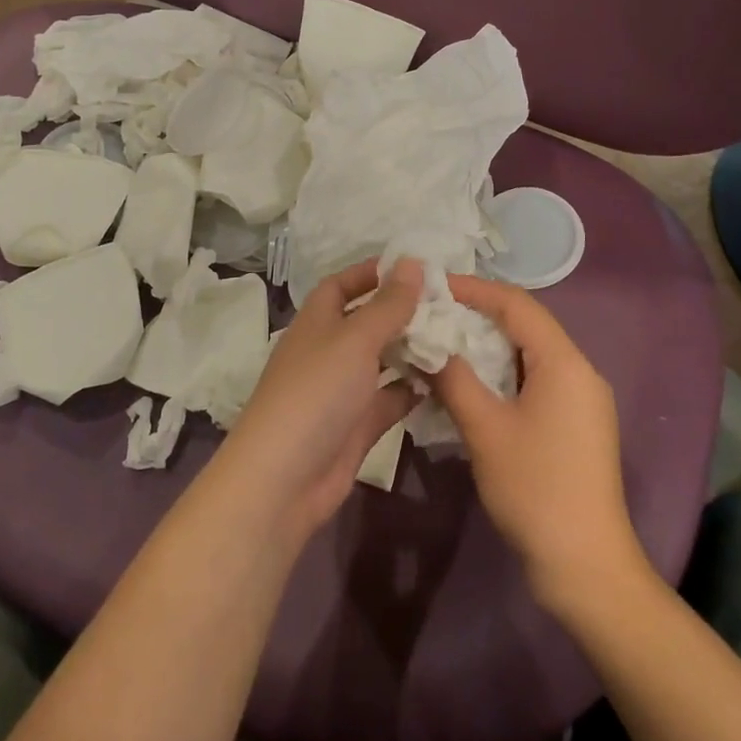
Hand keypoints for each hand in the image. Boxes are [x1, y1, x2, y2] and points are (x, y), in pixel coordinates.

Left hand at [217, 259, 421, 539]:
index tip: (413, 267)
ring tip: (456, 336)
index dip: (371, 273)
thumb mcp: (355, 339)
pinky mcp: (357, 426)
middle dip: (402, 312)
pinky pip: (390, 399)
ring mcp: (342, 390)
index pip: (342, 285)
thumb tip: (412, 262)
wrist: (284, 479)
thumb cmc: (317, 392)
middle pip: (367, 322)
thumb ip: (388, 304)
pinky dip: (413, 389)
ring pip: (382, 361)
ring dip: (412, 349)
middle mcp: (328, 351)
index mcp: (317, 322)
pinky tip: (447, 379)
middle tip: (449, 304)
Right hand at [430, 274, 645, 610]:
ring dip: (488, 344)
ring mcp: (581, 399)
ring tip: (444, 341)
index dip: (475, 289)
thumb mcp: (485, 429)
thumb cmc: (535, 488)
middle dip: (479, 314)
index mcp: (564, 362)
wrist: (586, 565)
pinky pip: (535, 379)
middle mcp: (579, 371)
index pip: (517, 304)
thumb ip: (453, 379)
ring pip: (529, 353)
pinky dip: (502, 372)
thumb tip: (426, 345)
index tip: (434, 285)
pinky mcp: (576, 424)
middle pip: (526, 324)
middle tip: (433, 312)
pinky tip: (471, 382)